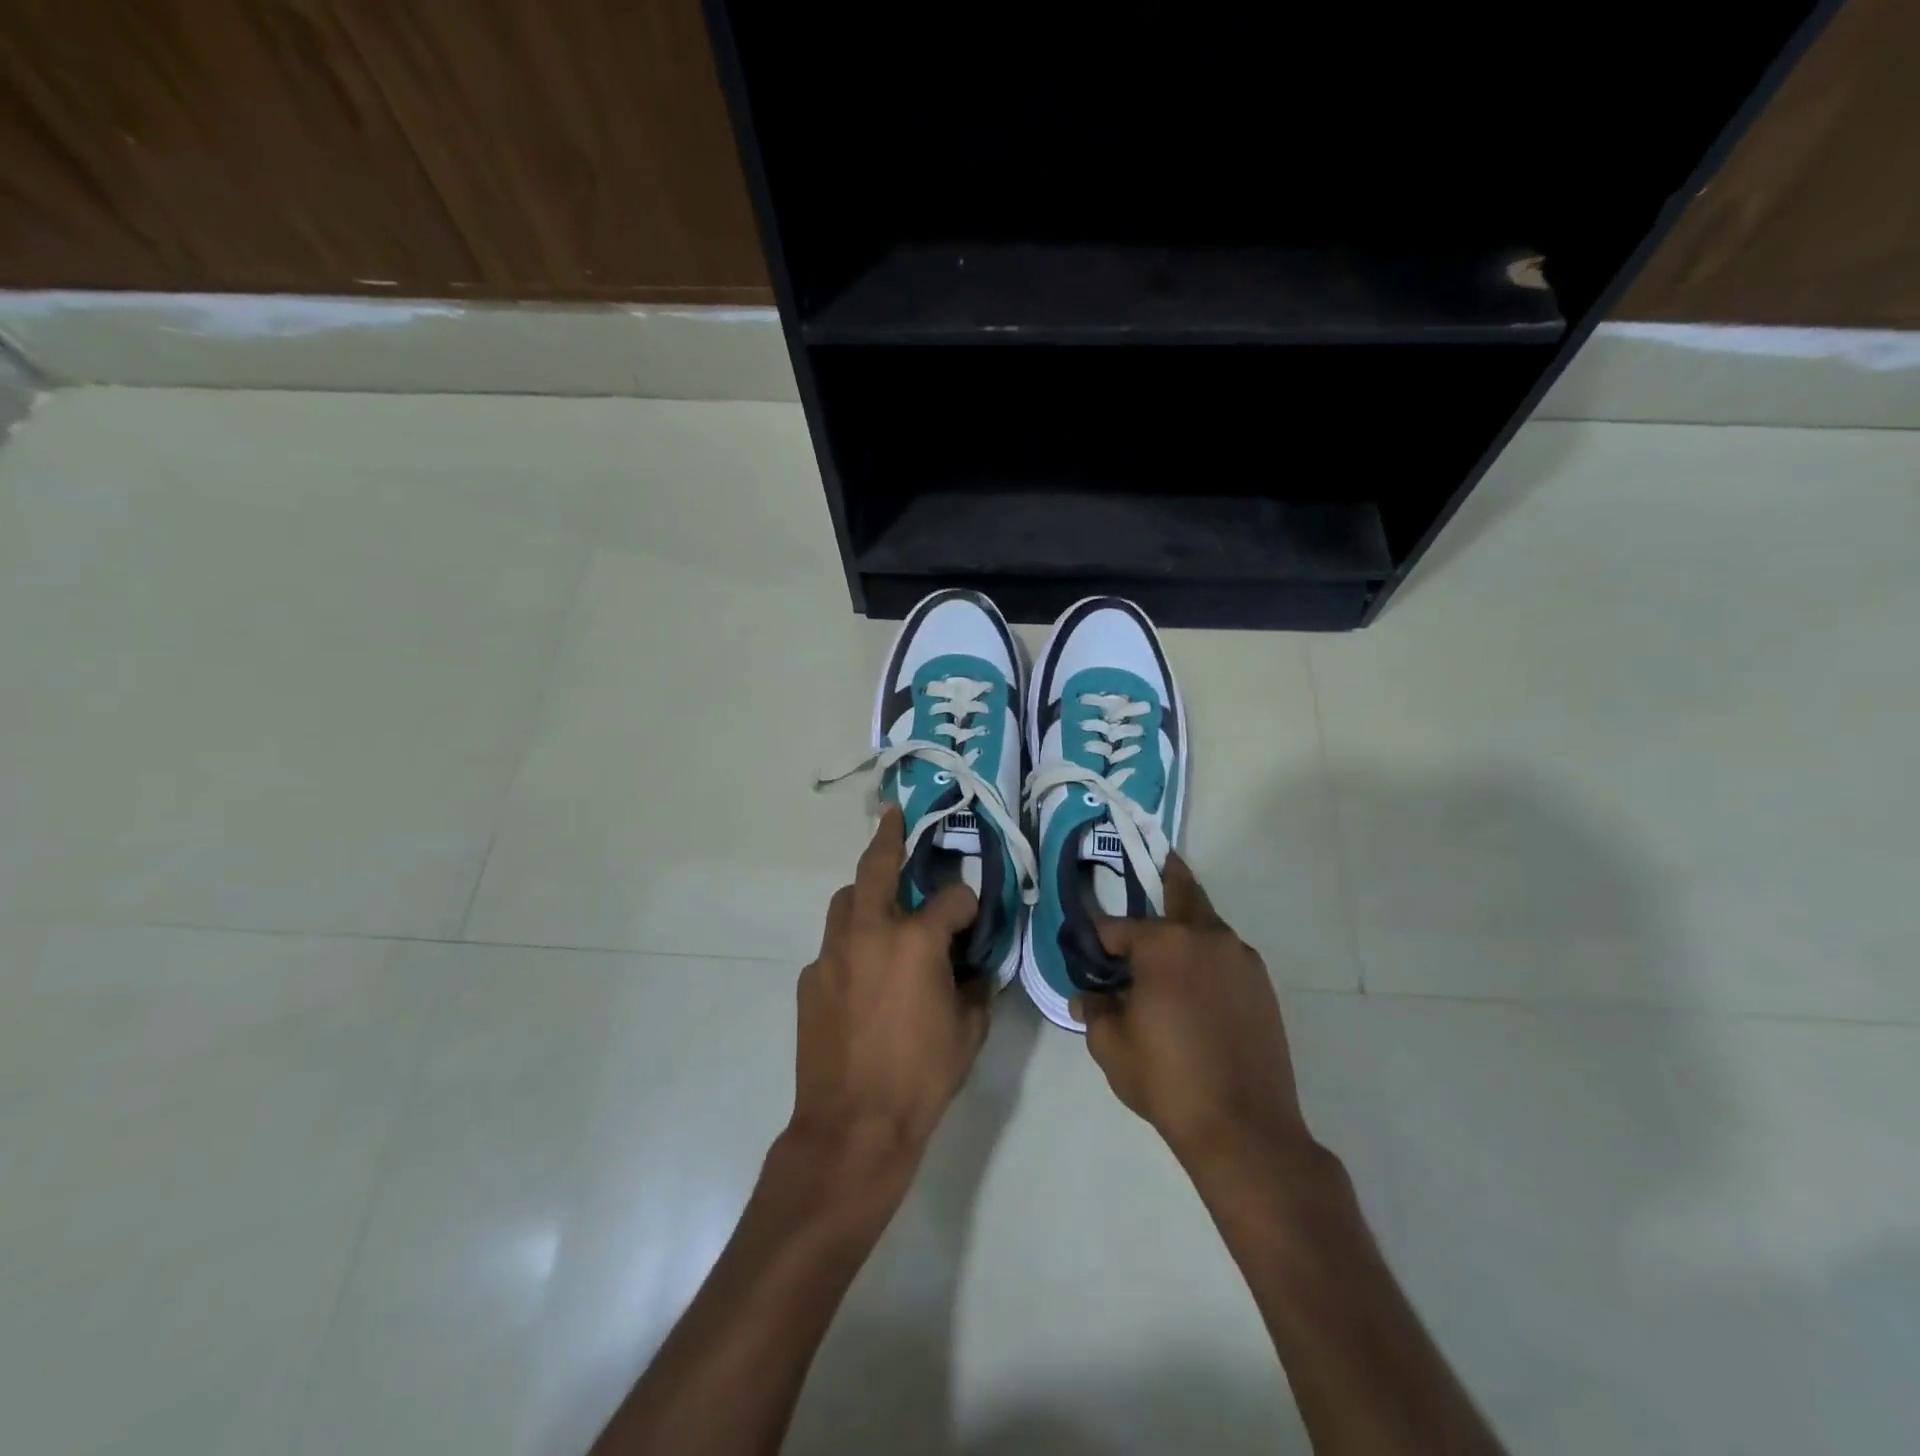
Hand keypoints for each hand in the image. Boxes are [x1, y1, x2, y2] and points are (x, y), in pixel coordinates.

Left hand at [791, 805, 988, 1159]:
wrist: (852, 1126)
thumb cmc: (922, 1077)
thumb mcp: (969, 1031)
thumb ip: (976, 986)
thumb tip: (976, 966)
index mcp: (916, 941)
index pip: (952, 898)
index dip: (968, 902)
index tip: (973, 914)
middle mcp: (870, 932)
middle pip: (878, 867)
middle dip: (889, 838)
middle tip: (894, 816)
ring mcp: (833, 953)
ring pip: (846, 900)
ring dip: (867, 893)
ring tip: (883, 905)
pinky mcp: (809, 978)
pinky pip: (833, 946)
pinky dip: (851, 944)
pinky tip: (863, 975)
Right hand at [1075, 856, 1314, 1169]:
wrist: (1246, 1129)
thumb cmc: (1168, 1080)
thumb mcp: (1112, 1046)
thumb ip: (1095, 1009)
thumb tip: (1089, 994)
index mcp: (1163, 944)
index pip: (1116, 927)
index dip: (1096, 938)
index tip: (1085, 946)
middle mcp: (1206, 937)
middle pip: (1181, 891)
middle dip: (1163, 876)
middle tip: (1150, 864)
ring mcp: (1240, 958)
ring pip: (1205, 925)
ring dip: (1184, 925)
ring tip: (1165, 948)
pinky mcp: (1262, 984)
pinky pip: (1225, 955)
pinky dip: (1205, 956)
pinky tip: (1193, 986)